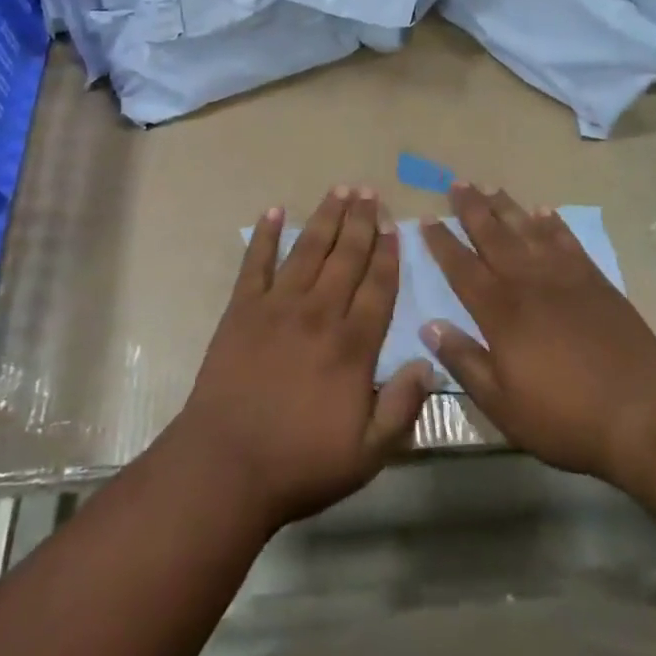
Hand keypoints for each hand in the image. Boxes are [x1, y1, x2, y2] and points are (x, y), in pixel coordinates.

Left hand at [172, 188, 434, 531]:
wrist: (226, 465)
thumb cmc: (300, 464)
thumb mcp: (367, 454)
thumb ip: (402, 407)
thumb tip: (429, 362)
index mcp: (352, 346)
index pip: (378, 287)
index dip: (388, 253)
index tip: (394, 225)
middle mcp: (319, 313)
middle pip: (346, 257)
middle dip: (360, 222)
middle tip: (369, 192)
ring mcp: (277, 306)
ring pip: (308, 250)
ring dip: (325, 218)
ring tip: (339, 190)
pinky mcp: (242, 309)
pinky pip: (255, 262)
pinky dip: (264, 235)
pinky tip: (274, 212)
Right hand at [421, 184, 655, 488]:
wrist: (641, 413)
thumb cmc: (564, 417)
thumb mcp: (502, 404)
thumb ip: (464, 361)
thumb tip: (429, 326)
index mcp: (499, 311)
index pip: (461, 267)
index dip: (442, 243)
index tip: (426, 219)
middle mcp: (527, 282)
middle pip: (493, 236)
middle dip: (472, 209)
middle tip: (457, 183)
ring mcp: (564, 277)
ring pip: (527, 230)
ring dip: (506, 207)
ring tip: (490, 186)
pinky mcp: (595, 281)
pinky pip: (567, 241)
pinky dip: (552, 224)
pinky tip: (543, 212)